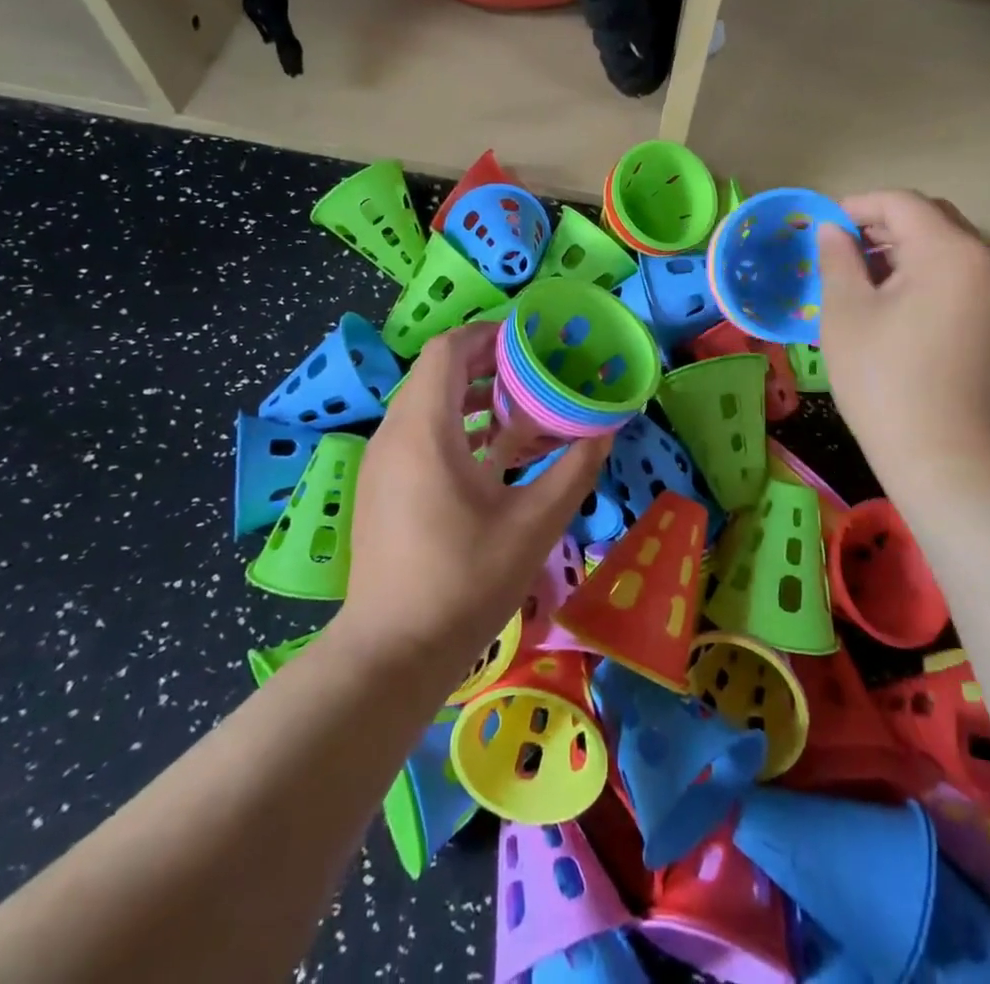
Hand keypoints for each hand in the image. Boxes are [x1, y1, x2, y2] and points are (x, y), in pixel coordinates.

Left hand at [337, 324, 609, 670]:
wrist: (392, 653)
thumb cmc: (464, 582)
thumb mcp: (533, 524)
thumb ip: (574, 469)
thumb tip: (607, 429)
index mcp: (425, 430)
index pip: (447, 350)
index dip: (489, 335)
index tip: (532, 341)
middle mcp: (395, 434)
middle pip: (439, 373)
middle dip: (489, 364)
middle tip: (538, 370)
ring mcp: (383, 462)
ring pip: (429, 404)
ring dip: (476, 396)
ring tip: (525, 407)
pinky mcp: (383, 486)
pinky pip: (421, 434)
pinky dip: (459, 427)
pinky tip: (497, 453)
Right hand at [816, 191, 989, 488]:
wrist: (947, 457)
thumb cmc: (884, 380)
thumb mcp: (846, 312)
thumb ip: (837, 258)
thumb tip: (832, 229)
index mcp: (951, 251)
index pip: (901, 203)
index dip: (857, 206)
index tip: (821, 227)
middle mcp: (988, 259)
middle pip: (931, 217)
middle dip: (882, 225)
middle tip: (839, 251)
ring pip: (947, 245)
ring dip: (903, 248)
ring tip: (861, 277)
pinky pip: (961, 273)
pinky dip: (926, 272)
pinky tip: (894, 300)